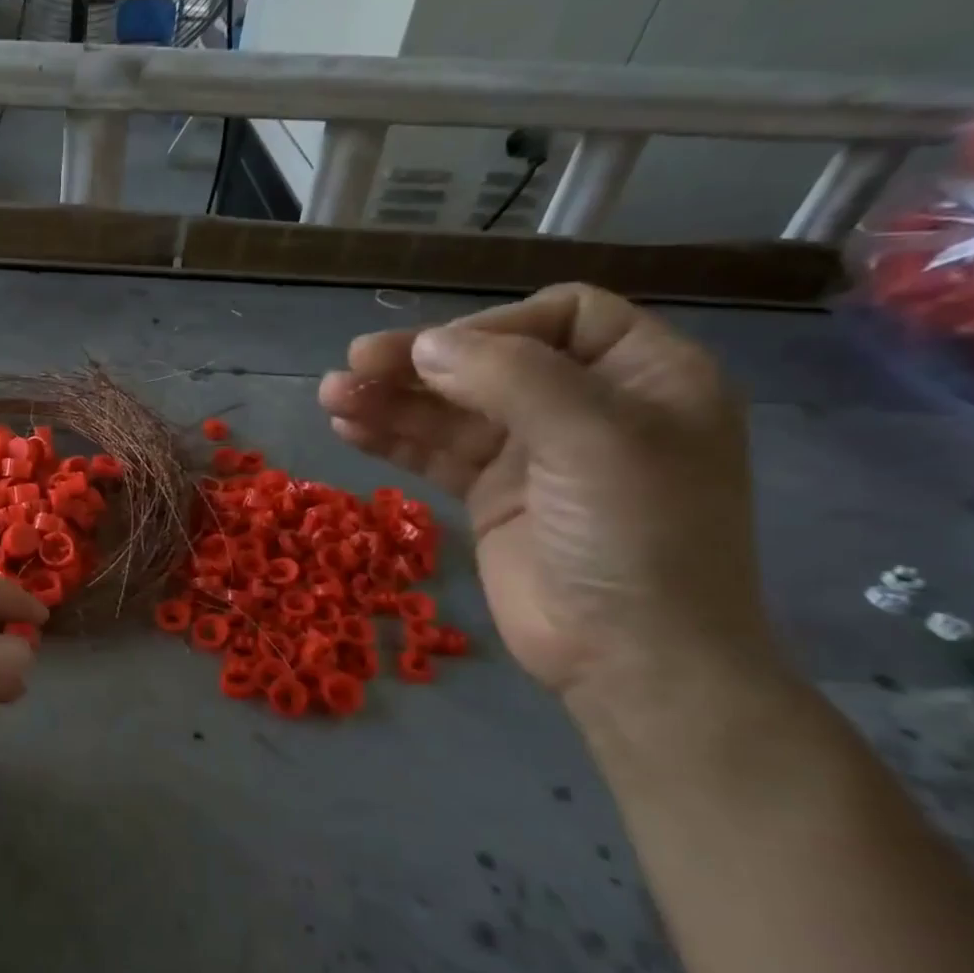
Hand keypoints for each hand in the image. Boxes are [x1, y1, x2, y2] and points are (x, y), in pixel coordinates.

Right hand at [316, 284, 775, 702]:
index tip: (435, 354)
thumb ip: (511, 378)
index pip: (561, 316)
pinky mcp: (489, 496)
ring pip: (451, 408)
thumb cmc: (634, 537)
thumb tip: (425, 346)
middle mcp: (584, 406)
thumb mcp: (593, 439)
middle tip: (353, 364)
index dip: (494, 326)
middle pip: (490, 361)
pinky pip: (434, 452)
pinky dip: (393, 438)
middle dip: (420, 362)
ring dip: (392, 400)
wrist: (628, 656)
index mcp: (641, 376)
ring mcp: (532, 454)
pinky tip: (349, 430)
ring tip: (331, 397)